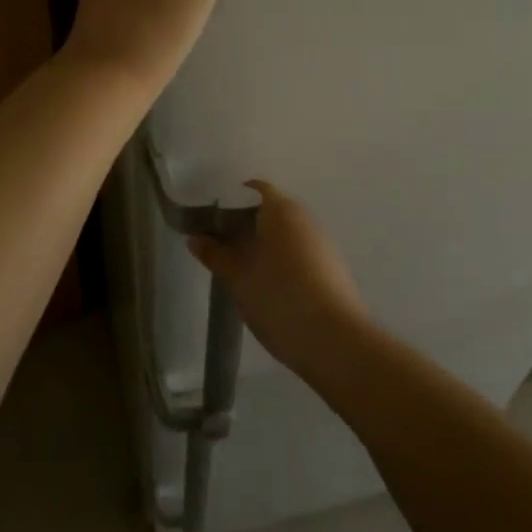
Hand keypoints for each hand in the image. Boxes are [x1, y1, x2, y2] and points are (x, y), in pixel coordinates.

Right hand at [188, 182, 370, 382]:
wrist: (336, 342)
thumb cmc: (279, 298)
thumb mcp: (237, 277)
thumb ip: (215, 254)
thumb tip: (195, 238)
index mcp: (281, 209)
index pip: (252, 189)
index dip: (228, 200)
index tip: (208, 219)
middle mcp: (305, 218)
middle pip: (269, 211)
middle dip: (243, 225)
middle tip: (219, 246)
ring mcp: (322, 243)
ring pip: (285, 234)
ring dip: (263, 245)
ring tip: (240, 269)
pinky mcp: (332, 269)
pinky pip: (299, 253)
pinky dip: (281, 261)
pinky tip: (268, 287)